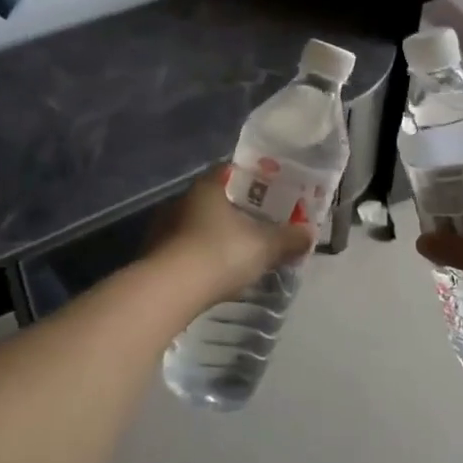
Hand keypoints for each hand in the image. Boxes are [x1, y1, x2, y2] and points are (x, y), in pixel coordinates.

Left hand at [152, 171, 316, 306]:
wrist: (169, 291)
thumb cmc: (220, 253)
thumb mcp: (264, 246)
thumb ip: (289, 238)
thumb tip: (309, 233)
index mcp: (207, 187)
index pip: (230, 171)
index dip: (251, 179)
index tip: (268, 192)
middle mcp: (181, 200)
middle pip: (213, 199)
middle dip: (233, 211)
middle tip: (256, 225)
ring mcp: (162, 227)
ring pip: (195, 225)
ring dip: (213, 235)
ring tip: (235, 252)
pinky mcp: (152, 255)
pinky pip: (182, 249)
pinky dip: (197, 256)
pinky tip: (211, 272)